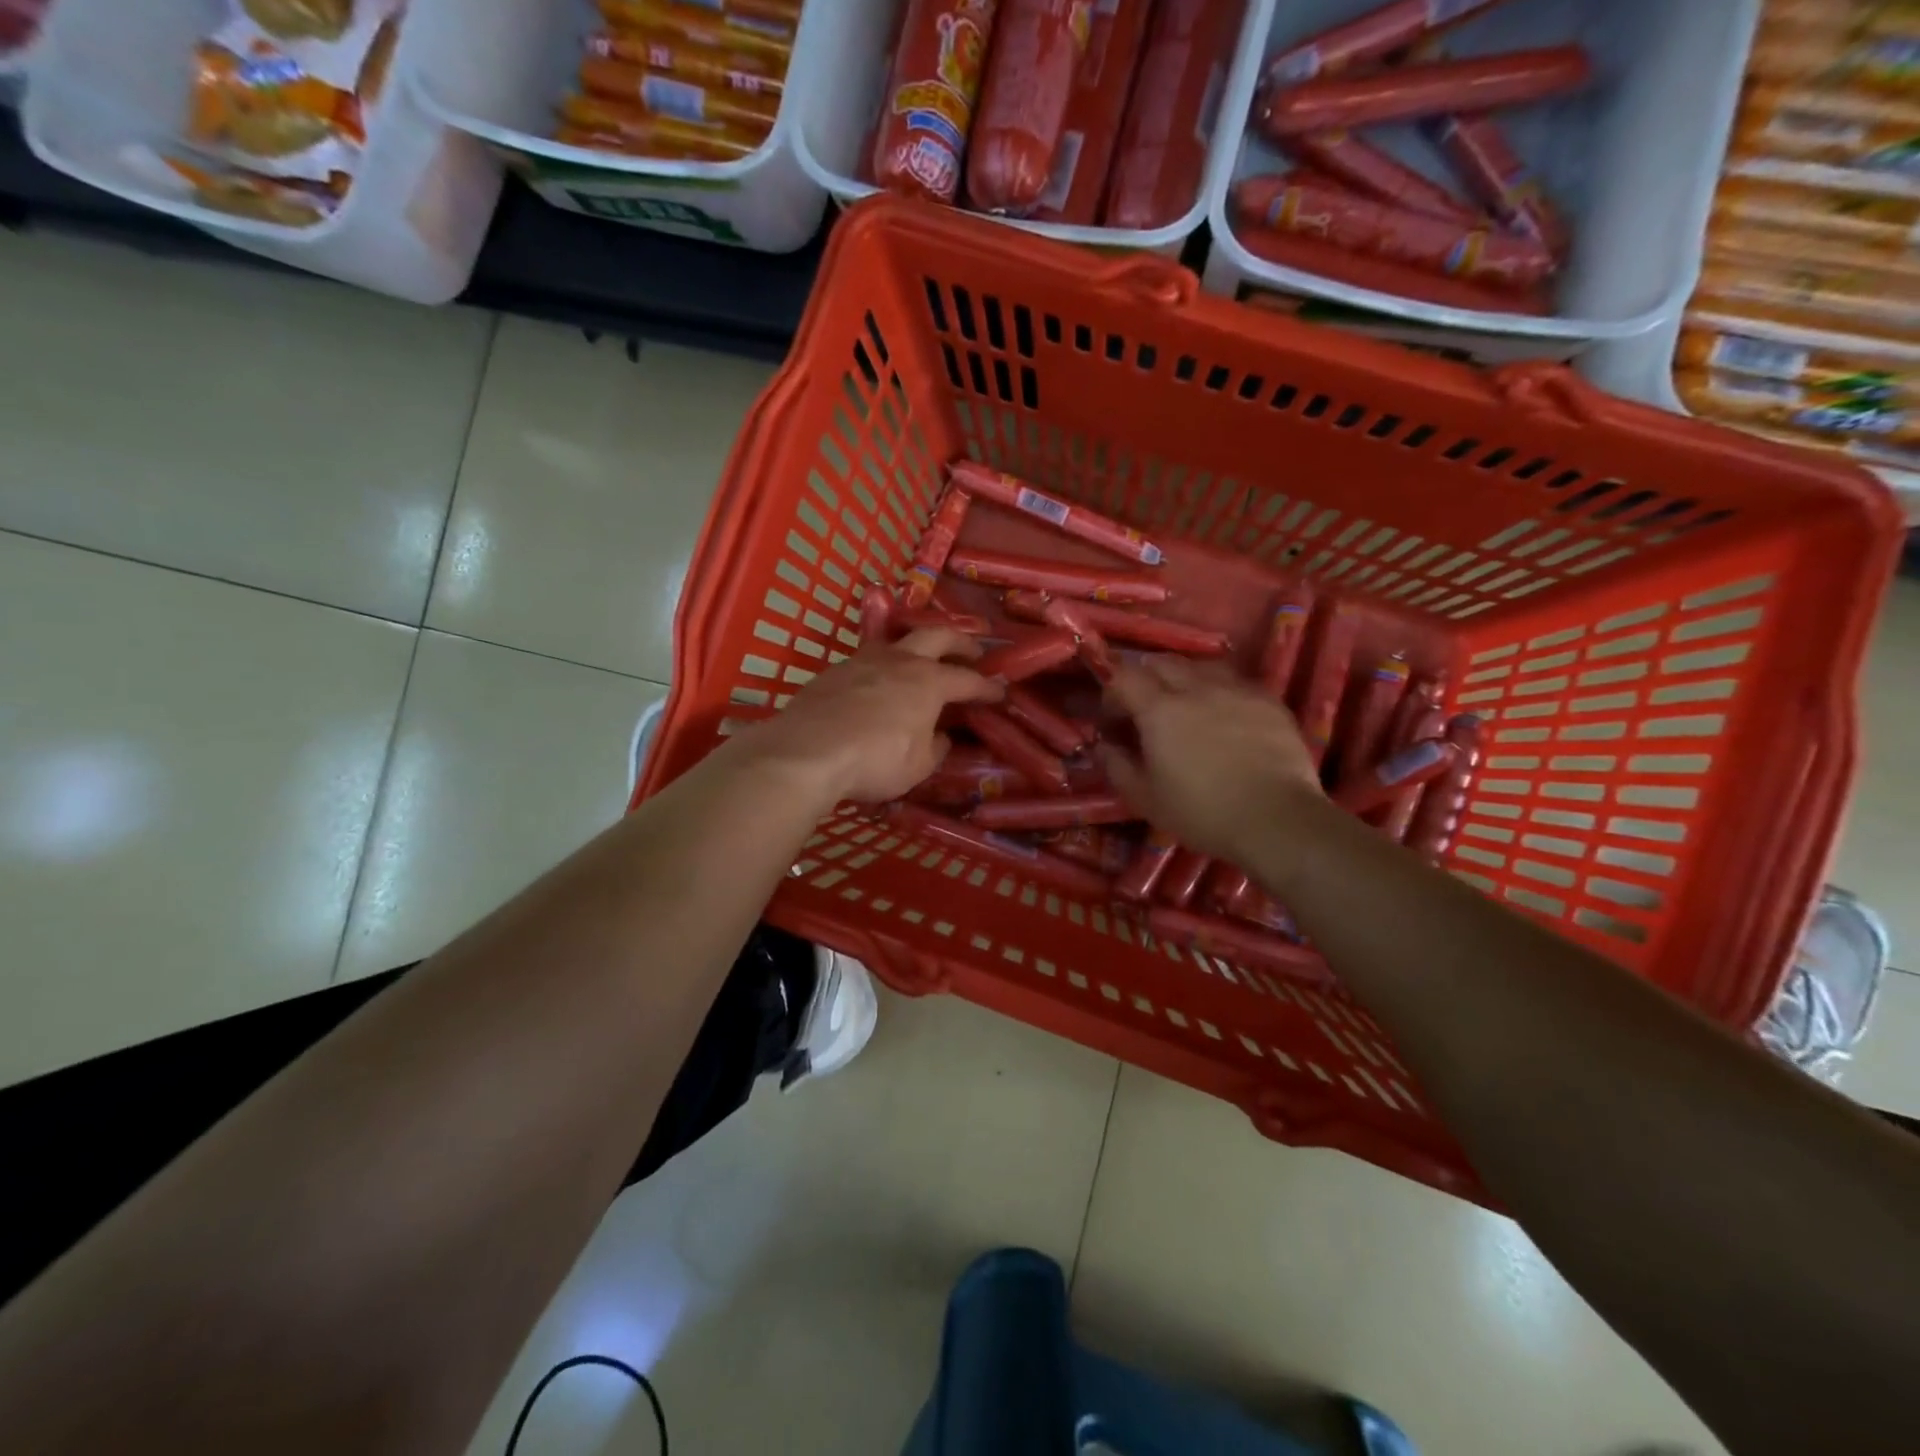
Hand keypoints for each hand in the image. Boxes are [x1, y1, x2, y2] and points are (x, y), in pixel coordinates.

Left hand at [747, 628, 1002, 804]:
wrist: (807, 751)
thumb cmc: (875, 760)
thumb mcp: (918, 766)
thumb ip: (935, 747)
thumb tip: (940, 736)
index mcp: (930, 682)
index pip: (968, 680)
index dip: (987, 687)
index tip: (1000, 692)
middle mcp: (901, 660)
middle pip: (938, 635)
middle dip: (960, 642)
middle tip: (972, 652)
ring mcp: (864, 660)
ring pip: (897, 640)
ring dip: (917, 646)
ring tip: (921, 660)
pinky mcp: (835, 670)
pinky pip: (868, 659)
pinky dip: (883, 666)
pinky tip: (878, 683)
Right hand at [1100, 655, 1321, 864]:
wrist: (1276, 820)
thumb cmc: (1202, 812)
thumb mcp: (1145, 798)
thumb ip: (1117, 766)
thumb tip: (1104, 745)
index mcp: (1160, 709)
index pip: (1123, 676)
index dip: (1112, 692)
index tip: (1114, 719)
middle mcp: (1196, 687)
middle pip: (1162, 662)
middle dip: (1146, 679)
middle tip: (1146, 710)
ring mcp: (1237, 690)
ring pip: (1201, 665)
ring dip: (1185, 679)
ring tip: (1187, 707)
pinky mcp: (1268, 701)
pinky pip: (1236, 682)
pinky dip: (1220, 691)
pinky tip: (1225, 717)